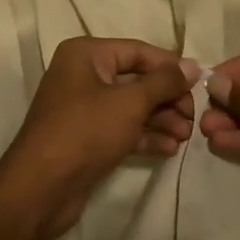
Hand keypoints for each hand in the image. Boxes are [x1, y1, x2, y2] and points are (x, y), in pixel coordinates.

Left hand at [0, 38, 197, 239]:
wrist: (41, 189)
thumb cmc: (85, 131)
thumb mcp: (130, 102)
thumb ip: (164, 82)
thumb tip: (193, 66)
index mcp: (86, 54)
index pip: (138, 51)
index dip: (170, 66)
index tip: (199, 84)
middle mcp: (83, 74)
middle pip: (136, 79)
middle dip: (167, 98)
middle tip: (193, 118)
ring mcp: (83, 107)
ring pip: (131, 106)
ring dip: (161, 119)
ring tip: (186, 137)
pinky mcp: (87, 137)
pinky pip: (122, 128)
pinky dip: (146, 135)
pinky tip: (170, 148)